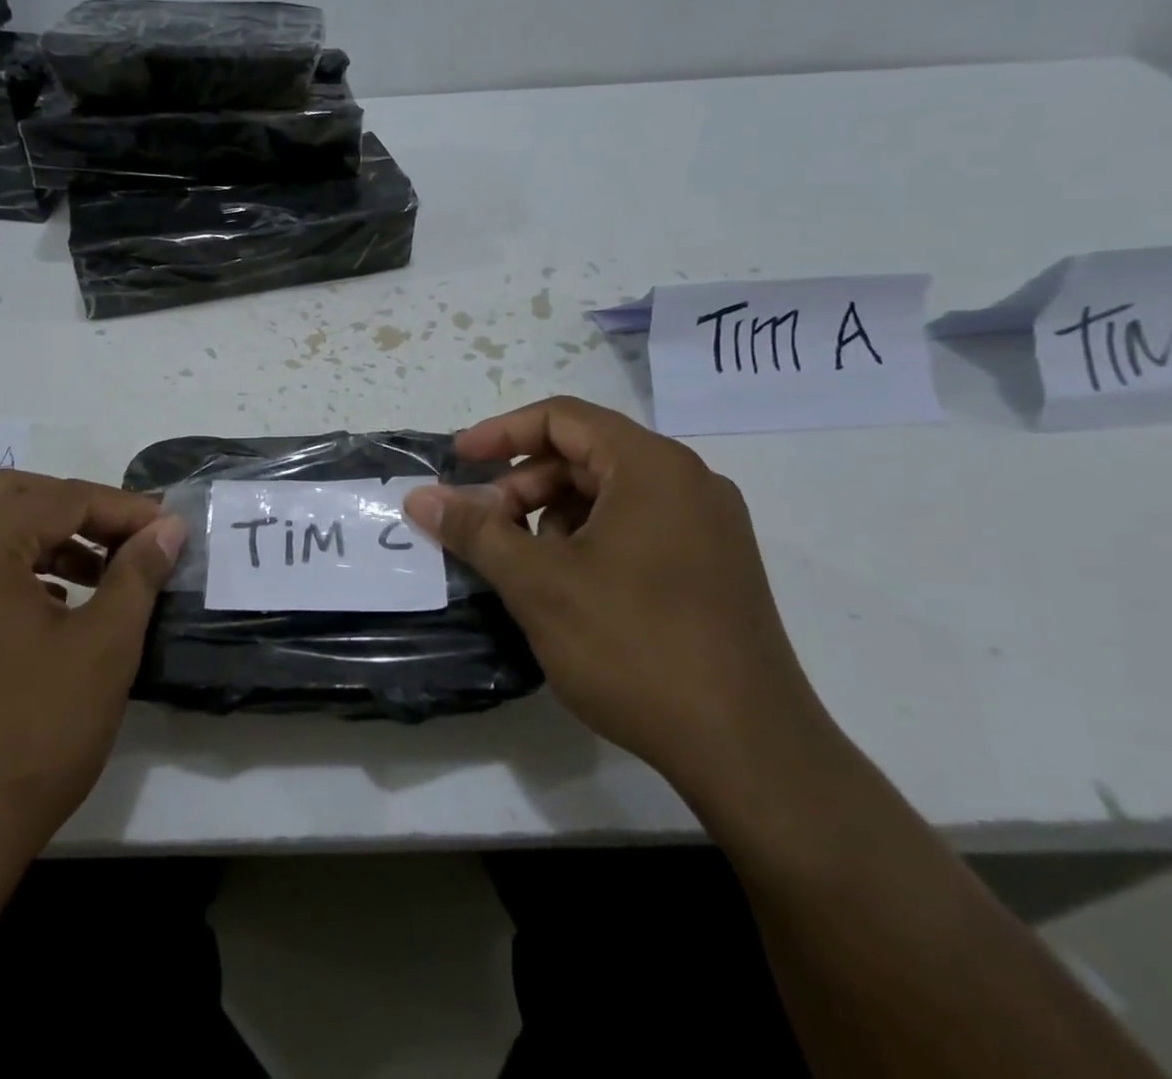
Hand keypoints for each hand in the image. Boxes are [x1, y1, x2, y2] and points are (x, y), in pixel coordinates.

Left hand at [0, 471, 184, 888]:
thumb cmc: (28, 736)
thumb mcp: (102, 648)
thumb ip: (137, 574)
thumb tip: (167, 527)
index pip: (60, 499)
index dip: (122, 508)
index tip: (167, 528)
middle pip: (14, 496)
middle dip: (78, 508)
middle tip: (127, 538)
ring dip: (45, 535)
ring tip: (98, 572)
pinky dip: (12, 565)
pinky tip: (51, 604)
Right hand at [404, 397, 828, 801]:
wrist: (751, 753)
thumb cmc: (635, 648)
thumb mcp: (538, 584)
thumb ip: (475, 530)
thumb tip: (420, 497)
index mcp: (652, 467)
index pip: (562, 418)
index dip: (501, 432)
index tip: (459, 462)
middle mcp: (689, 482)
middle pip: (586, 454)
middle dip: (524, 483)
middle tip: (483, 524)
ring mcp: (709, 526)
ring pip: (610, 494)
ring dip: (554, 515)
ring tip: (523, 562)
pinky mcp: (715, 567)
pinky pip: (637, 526)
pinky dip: (590, 539)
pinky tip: (568, 587)